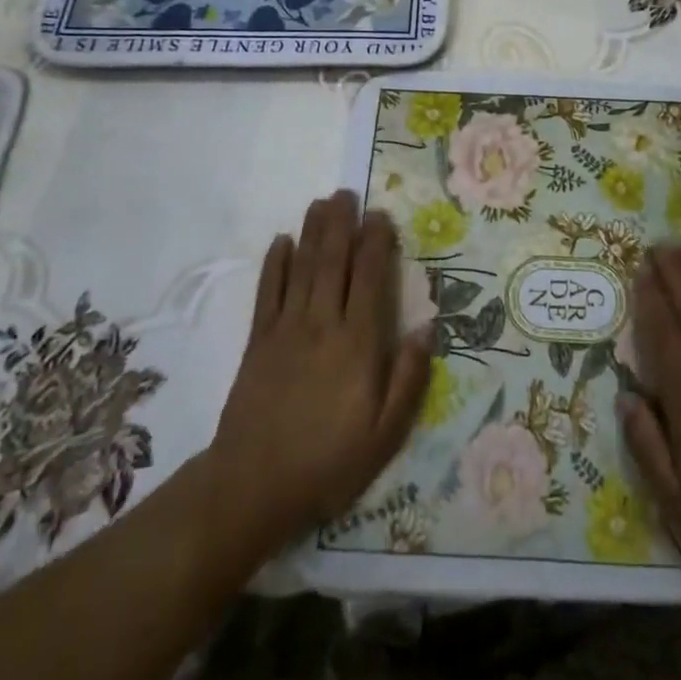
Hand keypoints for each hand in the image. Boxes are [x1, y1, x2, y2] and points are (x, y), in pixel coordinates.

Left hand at [205, 191, 430, 561]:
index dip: (377, 243)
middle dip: (342, 224)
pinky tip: (281, 241)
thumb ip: (409, 378)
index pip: (371, 278)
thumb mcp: (385, 434)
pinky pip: (268, 292)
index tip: (381, 216)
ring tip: (321, 202)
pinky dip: (275, 263)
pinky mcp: (259, 341)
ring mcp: (287, 329)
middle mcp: (323, 323)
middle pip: (334, 261)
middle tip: (347, 193)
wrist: (253, 487)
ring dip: (312, 232)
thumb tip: (428, 327)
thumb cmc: (329, 462)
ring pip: (303, 267)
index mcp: (359, 343)